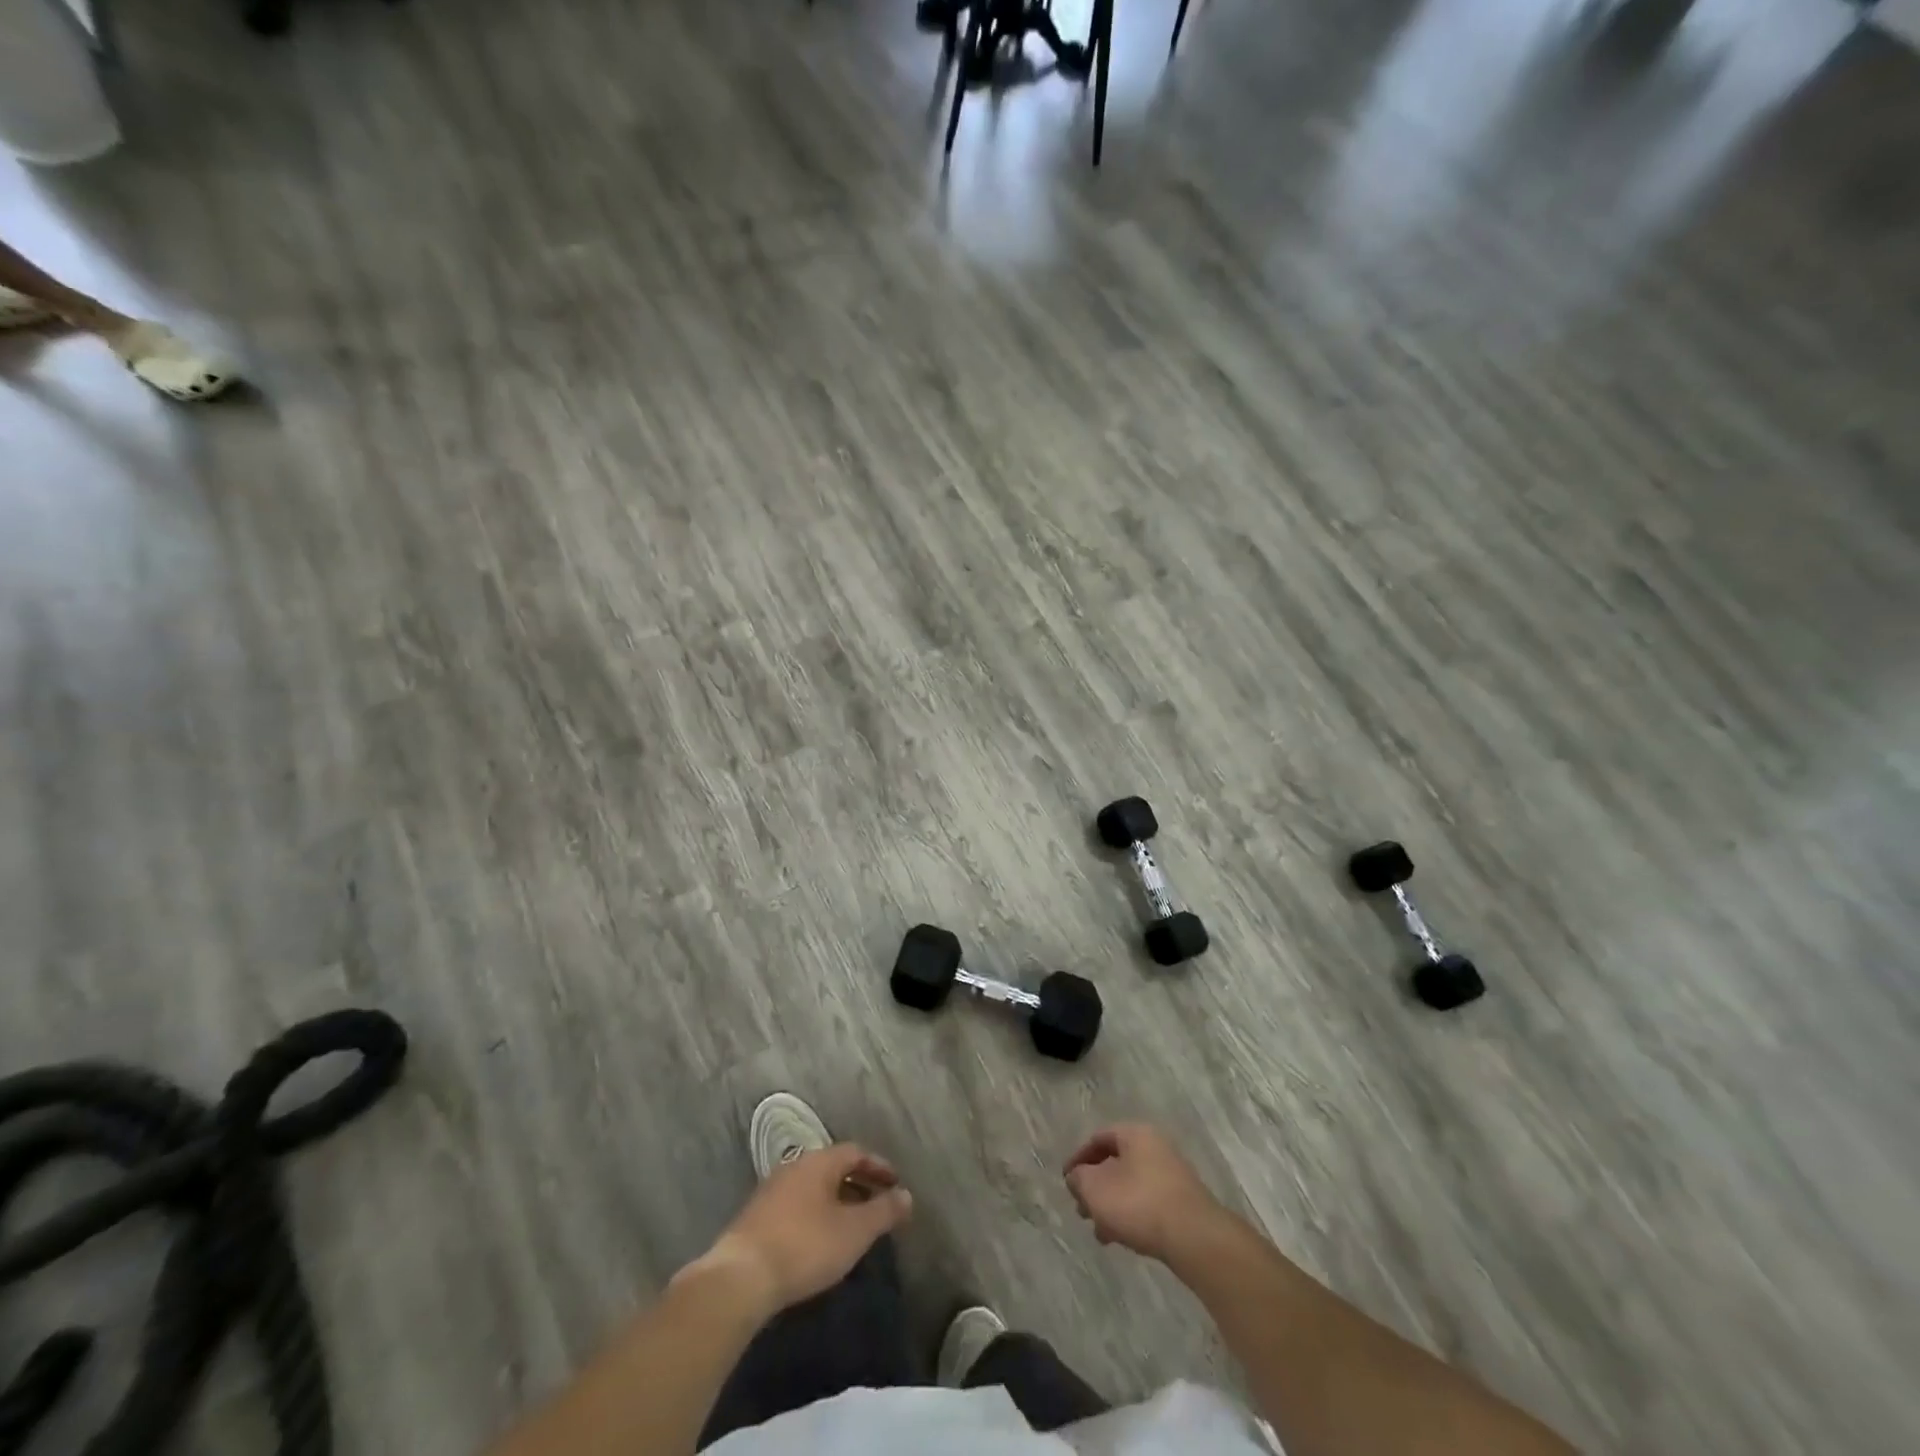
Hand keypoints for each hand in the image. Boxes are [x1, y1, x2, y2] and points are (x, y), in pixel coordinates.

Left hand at [698, 1144, 912, 1312]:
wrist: (740, 1277)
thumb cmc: (805, 1246)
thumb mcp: (854, 1231)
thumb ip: (883, 1211)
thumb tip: (907, 1196)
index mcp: (819, 1162)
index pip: (855, 1151)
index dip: (878, 1166)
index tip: (895, 1184)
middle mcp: (794, 1166)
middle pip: (833, 1167)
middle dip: (858, 1183)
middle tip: (878, 1205)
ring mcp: (771, 1190)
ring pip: (814, 1187)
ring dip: (837, 1200)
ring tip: (852, 1225)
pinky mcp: (756, 1217)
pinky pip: (797, 1205)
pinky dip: (816, 1214)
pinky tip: (820, 1240)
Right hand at [1064, 1123, 1222, 1262]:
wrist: (1194, 1238)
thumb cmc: (1138, 1203)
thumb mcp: (1095, 1188)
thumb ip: (1079, 1178)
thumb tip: (1077, 1177)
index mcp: (1135, 1134)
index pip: (1099, 1138)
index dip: (1078, 1159)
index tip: (1066, 1182)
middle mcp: (1156, 1146)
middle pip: (1115, 1162)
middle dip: (1095, 1186)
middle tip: (1081, 1209)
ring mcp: (1172, 1174)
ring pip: (1130, 1184)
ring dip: (1111, 1204)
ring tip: (1100, 1231)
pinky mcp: (1182, 1202)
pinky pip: (1147, 1201)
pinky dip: (1130, 1215)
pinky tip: (1122, 1238)